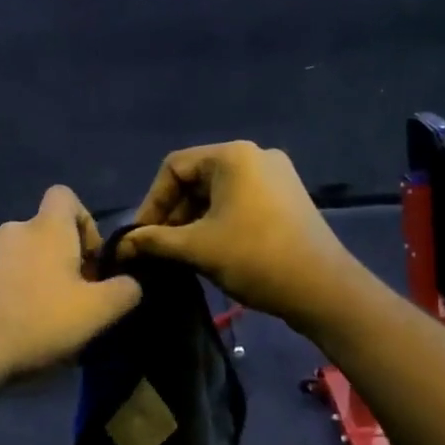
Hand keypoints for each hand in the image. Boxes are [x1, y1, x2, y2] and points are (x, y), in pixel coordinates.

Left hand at [0, 187, 142, 391]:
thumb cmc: (36, 322)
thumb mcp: (97, 312)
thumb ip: (124, 292)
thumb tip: (130, 283)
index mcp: (46, 229)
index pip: (65, 195)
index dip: (84, 221)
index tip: (89, 260)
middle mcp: (12, 231)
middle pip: (44, 233)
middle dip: (62, 261)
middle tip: (72, 300)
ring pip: (20, 258)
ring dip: (35, 279)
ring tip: (42, 321)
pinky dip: (8, 295)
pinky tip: (12, 330)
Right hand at [119, 142, 360, 328]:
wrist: (322, 288)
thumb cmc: (254, 258)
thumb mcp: (196, 248)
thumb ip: (154, 241)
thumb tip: (122, 244)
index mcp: (233, 155)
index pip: (174, 167)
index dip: (152, 201)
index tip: (142, 235)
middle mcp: (256, 156)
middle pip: (197, 178)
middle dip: (173, 212)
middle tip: (160, 247)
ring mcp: (277, 176)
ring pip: (219, 192)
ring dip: (194, 220)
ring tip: (182, 252)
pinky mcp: (288, 198)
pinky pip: (241, 201)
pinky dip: (219, 221)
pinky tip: (211, 249)